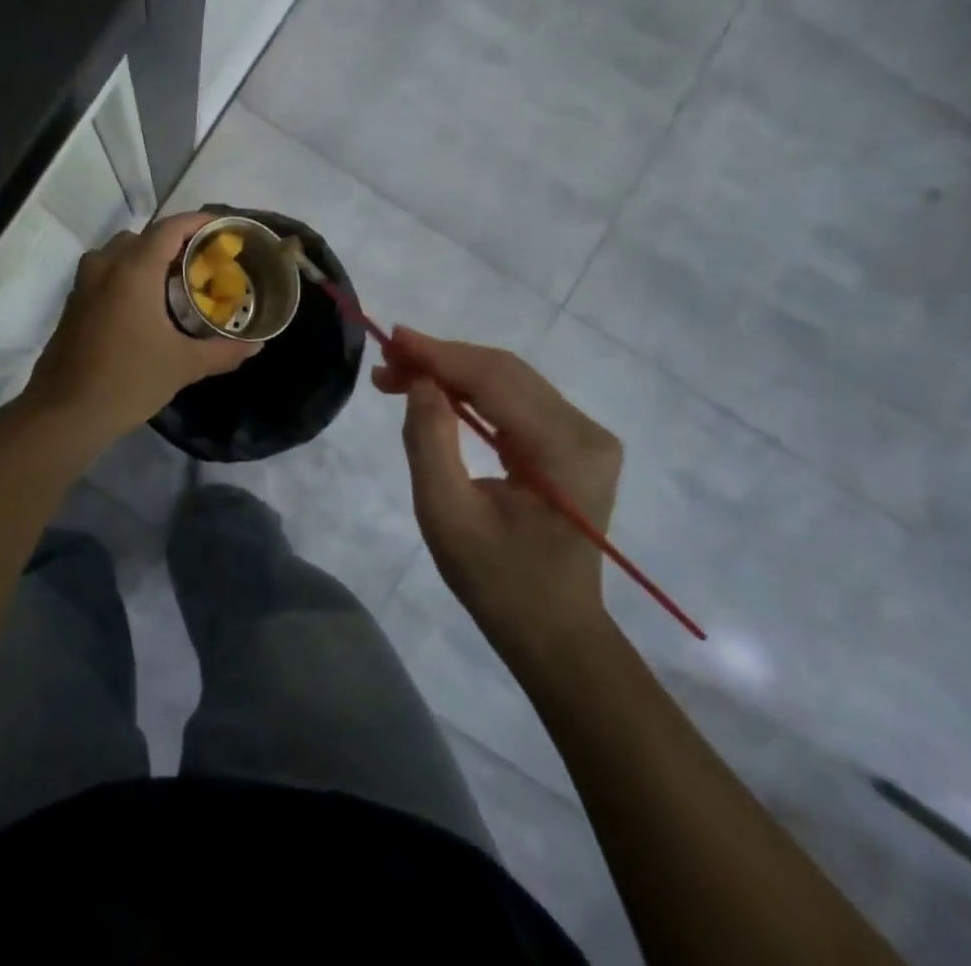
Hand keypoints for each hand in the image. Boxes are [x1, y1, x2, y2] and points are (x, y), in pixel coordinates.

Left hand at [22, 212, 257, 444]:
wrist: (64, 413)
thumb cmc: (128, 381)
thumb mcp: (183, 366)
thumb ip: (223, 351)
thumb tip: (257, 345)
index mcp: (133, 271)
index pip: (169, 228)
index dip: (197, 222)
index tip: (222, 228)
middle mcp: (105, 267)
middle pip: (144, 236)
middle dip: (174, 241)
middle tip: (202, 261)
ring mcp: (84, 284)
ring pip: (118, 253)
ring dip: (146, 257)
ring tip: (173, 281)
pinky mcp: (73, 304)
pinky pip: (104, 272)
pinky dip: (126, 274)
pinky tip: (144, 306)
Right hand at [374, 329, 621, 671]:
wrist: (554, 633)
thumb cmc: (497, 581)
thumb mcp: (446, 514)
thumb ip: (429, 440)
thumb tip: (418, 381)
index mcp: (565, 449)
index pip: (495, 380)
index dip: (439, 355)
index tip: (391, 339)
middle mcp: (585, 431)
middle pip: (504, 372)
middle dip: (441, 360)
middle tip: (386, 361)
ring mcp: (583, 436)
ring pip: (508, 380)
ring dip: (452, 372)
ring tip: (399, 373)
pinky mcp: (571, 443)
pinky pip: (514, 401)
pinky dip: (471, 390)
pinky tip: (435, 390)